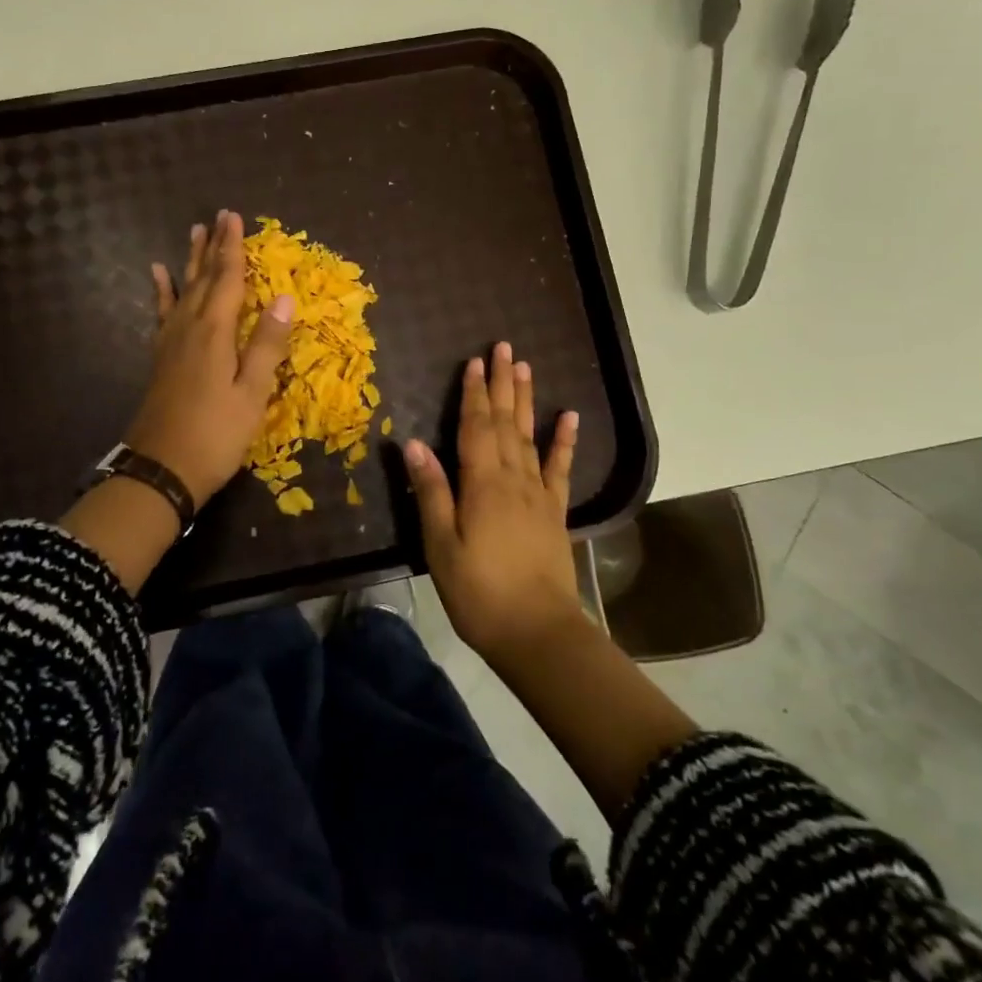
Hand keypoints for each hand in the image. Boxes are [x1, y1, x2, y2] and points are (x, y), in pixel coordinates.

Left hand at [124, 210, 293, 506]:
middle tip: (219, 217)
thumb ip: (267, 344)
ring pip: (183, 290)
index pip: (228, 279)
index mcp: (216, 333)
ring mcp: (171, 342)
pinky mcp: (161, 358)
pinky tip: (158, 276)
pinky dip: (163, 292)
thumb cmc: (216, 435)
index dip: (234, 248)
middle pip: (204, 278)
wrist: (161, 470)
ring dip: (191, 261)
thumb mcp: (252, 393)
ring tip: (193, 233)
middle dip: (214, 247)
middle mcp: (190, 328)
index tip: (234, 217)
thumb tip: (285, 297)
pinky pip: (163, 313)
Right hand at [404, 342, 582, 664]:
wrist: (537, 633)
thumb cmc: (478, 591)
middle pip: (506, 422)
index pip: (475, 427)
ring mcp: (538, 494)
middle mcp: (513, 479)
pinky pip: (560, 468)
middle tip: (503, 348)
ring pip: (530, 437)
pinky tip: (569, 417)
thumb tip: (413, 443)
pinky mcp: (555, 513)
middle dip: (502, 384)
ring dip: (527, 401)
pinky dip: (564, 441)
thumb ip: (430, 491)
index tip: (474, 361)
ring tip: (525, 367)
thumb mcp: (440, 545)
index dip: (474, 393)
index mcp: (481, 484)